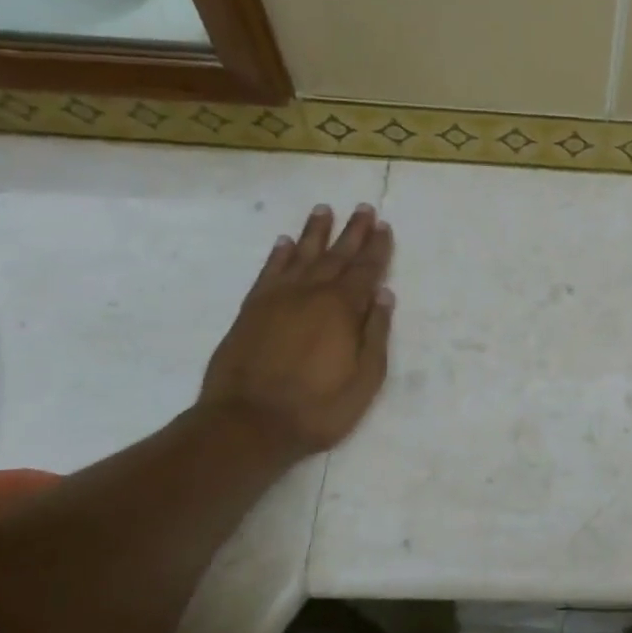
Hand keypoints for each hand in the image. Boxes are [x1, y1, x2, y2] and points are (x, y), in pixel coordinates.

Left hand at [199, 203, 394, 458]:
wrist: (247, 424)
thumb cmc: (317, 408)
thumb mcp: (365, 379)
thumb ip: (376, 333)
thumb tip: (384, 295)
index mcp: (343, 308)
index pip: (366, 270)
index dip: (377, 248)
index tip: (384, 226)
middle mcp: (311, 293)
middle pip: (336, 255)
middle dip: (353, 231)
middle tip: (364, 208)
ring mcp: (278, 299)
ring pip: (301, 255)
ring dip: (315, 232)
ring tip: (324, 210)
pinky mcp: (252, 310)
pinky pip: (269, 272)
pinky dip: (279, 255)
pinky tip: (285, 243)